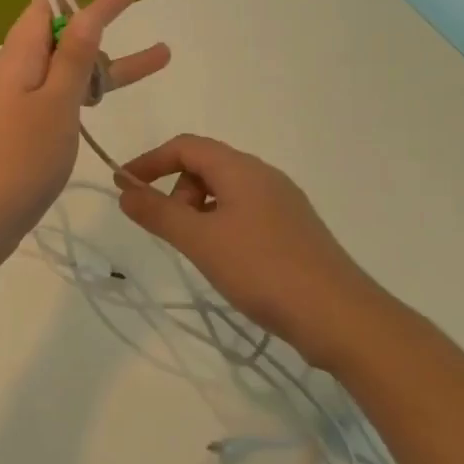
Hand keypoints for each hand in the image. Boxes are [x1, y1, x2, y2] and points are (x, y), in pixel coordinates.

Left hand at [0, 0, 170, 254]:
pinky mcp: (25, 127)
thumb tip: (84, 12)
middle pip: (61, 33)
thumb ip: (72, 57)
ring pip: (68, 68)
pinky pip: (61, 94)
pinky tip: (105, 95)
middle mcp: (17, 72)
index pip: (50, 8)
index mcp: (19, 58)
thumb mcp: (55, 102)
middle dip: (100, 16)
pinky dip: (87, 89)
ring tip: (159, 56)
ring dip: (107, 61)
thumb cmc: (20, 157)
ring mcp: (19, 101)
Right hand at [114, 135, 378, 353]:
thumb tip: (125, 192)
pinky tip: (226, 260)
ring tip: (197, 250)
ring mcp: (283, 203)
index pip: (186, 146)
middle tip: (170, 230)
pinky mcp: (294, 230)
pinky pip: (245, 212)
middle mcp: (264, 176)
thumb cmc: (263, 269)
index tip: (123, 186)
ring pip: (226, 192)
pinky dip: (221, 225)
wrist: (340, 317)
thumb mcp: (201, 241)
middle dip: (176, 190)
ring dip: (199, 211)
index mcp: (241, 168)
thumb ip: (159, 213)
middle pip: (206, 166)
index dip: (150, 161)